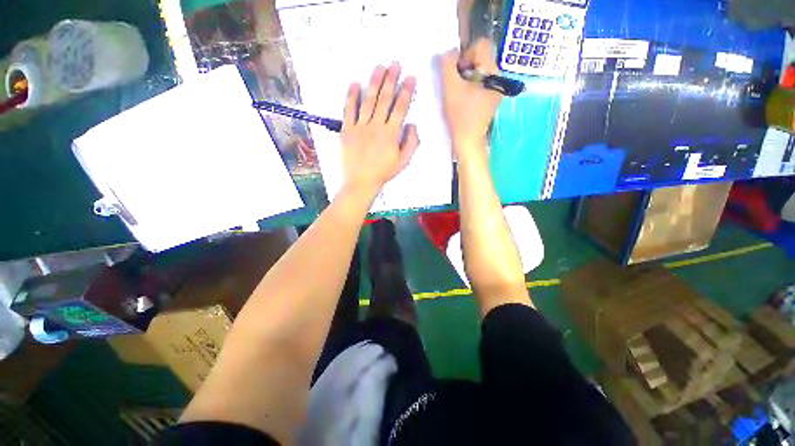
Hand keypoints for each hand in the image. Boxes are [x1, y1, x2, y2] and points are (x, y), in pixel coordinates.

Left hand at [340, 63, 418, 197]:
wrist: (361, 182)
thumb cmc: (383, 173)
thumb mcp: (403, 162)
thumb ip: (411, 143)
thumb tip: (412, 125)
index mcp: (391, 134)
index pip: (400, 108)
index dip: (406, 91)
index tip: (410, 78)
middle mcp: (376, 126)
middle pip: (385, 99)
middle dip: (391, 80)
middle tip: (395, 64)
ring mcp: (360, 126)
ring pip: (368, 100)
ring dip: (374, 82)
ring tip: (379, 67)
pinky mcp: (347, 129)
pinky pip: (349, 110)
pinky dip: (351, 96)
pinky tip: (354, 83)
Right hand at [440, 38, 502, 151]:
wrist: (468, 140)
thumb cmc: (460, 116)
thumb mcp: (450, 89)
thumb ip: (447, 65)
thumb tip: (448, 52)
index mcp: (491, 72)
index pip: (481, 45)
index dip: (465, 53)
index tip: (457, 71)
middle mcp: (498, 77)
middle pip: (481, 58)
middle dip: (465, 67)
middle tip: (455, 83)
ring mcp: (496, 89)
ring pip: (480, 71)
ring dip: (466, 77)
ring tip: (459, 93)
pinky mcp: (492, 99)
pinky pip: (481, 83)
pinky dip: (471, 86)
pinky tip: (464, 100)